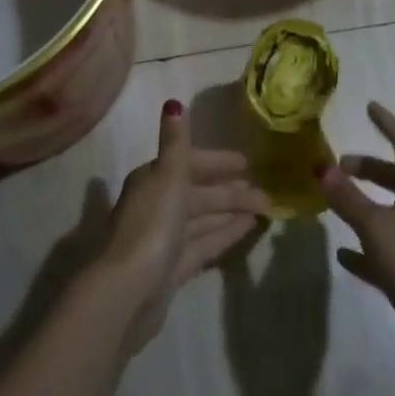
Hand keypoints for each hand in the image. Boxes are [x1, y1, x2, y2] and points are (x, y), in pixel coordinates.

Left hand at [99, 101, 269, 351]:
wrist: (127, 293)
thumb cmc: (152, 225)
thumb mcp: (168, 175)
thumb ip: (176, 142)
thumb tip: (173, 102)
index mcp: (153, 180)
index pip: (190, 163)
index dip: (218, 162)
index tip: (247, 162)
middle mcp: (157, 206)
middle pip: (199, 193)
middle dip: (231, 191)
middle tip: (267, 192)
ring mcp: (164, 240)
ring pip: (203, 219)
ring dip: (231, 212)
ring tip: (265, 209)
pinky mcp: (171, 270)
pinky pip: (204, 244)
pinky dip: (224, 235)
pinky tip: (248, 230)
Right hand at [318, 102, 394, 345]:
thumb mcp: (376, 225)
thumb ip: (347, 197)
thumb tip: (322, 166)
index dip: (387, 123)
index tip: (369, 106)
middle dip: (367, 167)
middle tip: (339, 166)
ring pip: (388, 211)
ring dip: (363, 204)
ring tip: (335, 202)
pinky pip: (384, 249)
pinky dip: (364, 247)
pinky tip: (342, 255)